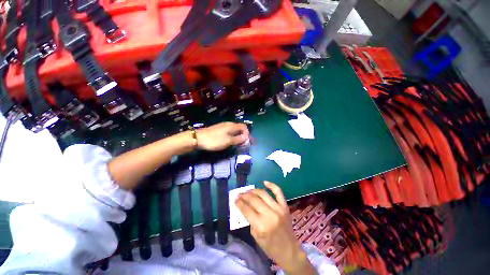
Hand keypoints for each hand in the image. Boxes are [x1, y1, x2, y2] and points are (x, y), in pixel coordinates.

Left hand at [196, 122, 249, 150]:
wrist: (198, 138)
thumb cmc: (214, 140)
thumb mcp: (228, 141)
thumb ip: (238, 139)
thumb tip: (247, 137)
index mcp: (232, 126)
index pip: (244, 127)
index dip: (247, 133)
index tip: (247, 142)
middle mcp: (228, 124)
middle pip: (239, 128)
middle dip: (243, 135)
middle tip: (244, 143)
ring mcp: (223, 126)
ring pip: (234, 130)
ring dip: (238, 136)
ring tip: (238, 143)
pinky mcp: (218, 129)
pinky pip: (229, 131)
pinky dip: (232, 136)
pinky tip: (230, 141)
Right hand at [235, 182, 315, 274]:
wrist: (289, 251)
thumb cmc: (270, 247)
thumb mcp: (255, 236)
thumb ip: (250, 220)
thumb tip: (244, 206)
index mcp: (261, 226)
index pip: (247, 209)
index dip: (239, 203)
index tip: (235, 199)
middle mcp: (270, 215)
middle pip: (254, 200)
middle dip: (244, 195)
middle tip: (239, 194)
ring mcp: (278, 209)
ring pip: (263, 194)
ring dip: (253, 190)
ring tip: (248, 191)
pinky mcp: (285, 206)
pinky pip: (278, 192)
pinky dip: (271, 185)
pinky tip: (264, 182)